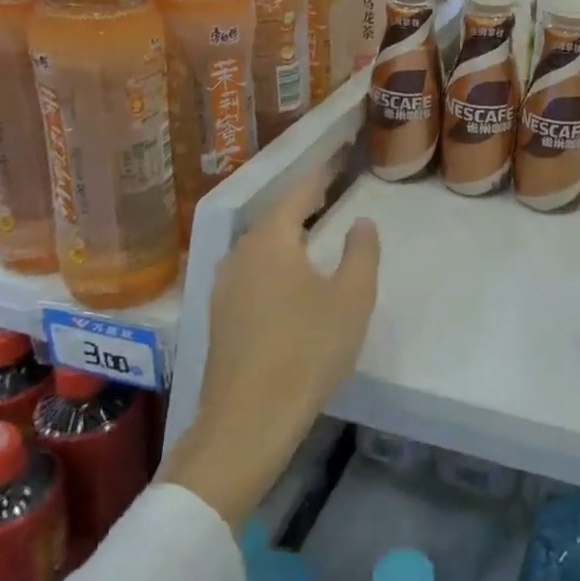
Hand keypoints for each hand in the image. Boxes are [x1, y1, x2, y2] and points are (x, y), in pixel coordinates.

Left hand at [163, 152, 381, 524]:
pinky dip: (272, 264)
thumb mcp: (352, 298)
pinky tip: (286, 281)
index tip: (335, 160)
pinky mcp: (218, 318)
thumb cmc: (307, 349)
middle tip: (327, 194)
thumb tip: (362, 222)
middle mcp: (239, 256)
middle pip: (273, 219)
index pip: (297, 195)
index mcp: (270, 242)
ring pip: (258, 248)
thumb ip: (362, 253)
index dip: (319, 176)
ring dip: (284, 237)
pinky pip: (250, 274)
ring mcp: (222, 288)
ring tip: (309, 234)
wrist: (248, 420)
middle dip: (300, 205)